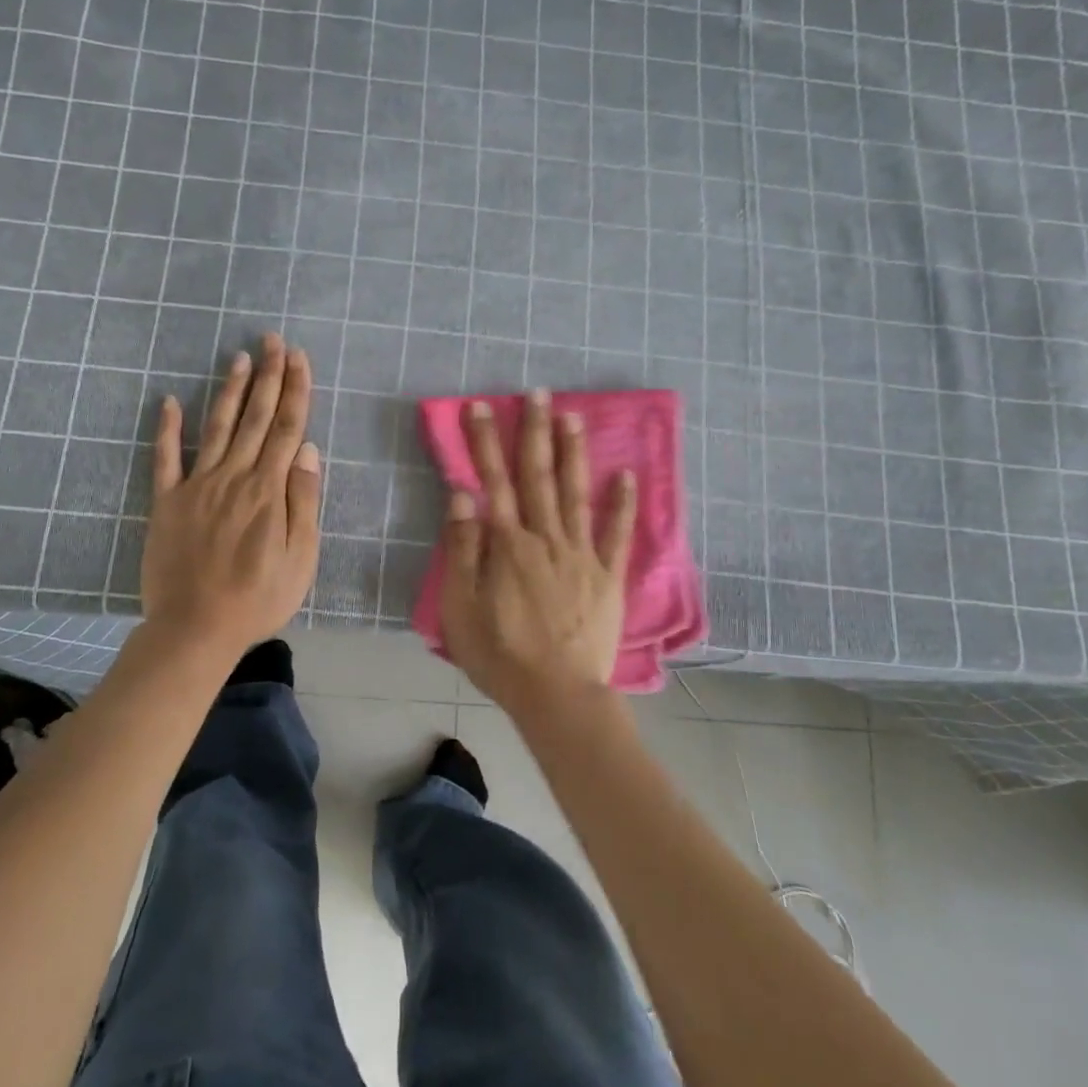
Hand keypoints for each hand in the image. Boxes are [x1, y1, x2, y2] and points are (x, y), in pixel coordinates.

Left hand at [141, 333, 321, 654]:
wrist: (195, 628)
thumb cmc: (258, 599)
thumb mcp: (300, 558)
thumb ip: (304, 501)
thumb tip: (307, 451)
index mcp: (269, 490)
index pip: (286, 428)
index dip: (295, 390)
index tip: (299, 358)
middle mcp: (234, 477)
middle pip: (255, 418)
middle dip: (268, 376)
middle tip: (273, 339)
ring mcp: (196, 486)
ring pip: (217, 427)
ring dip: (229, 390)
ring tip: (239, 357)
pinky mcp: (166, 502)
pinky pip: (165, 458)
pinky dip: (166, 428)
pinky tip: (169, 401)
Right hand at [436, 391, 636, 718]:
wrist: (557, 694)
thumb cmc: (500, 654)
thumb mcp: (461, 607)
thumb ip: (463, 548)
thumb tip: (463, 494)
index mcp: (507, 544)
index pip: (493, 480)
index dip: (485, 441)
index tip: (482, 406)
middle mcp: (545, 538)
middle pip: (538, 475)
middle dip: (534, 431)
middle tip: (538, 392)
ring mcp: (581, 554)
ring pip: (576, 493)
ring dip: (573, 453)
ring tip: (573, 416)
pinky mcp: (607, 575)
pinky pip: (617, 534)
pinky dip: (622, 503)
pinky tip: (626, 475)